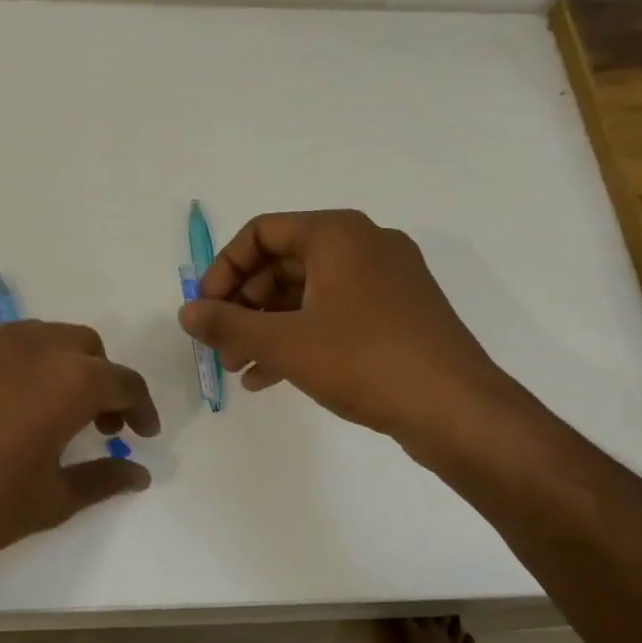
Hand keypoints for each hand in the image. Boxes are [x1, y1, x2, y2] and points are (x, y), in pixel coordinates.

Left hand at [0, 321, 160, 577]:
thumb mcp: (54, 500)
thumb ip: (104, 478)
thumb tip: (139, 473)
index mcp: (67, 379)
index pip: (122, 380)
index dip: (140, 407)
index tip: (141, 432)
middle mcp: (25, 347)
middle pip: (80, 344)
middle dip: (97, 376)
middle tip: (94, 421)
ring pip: (29, 338)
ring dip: (49, 366)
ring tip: (40, 409)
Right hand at [177, 209, 522, 463]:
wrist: (456, 410)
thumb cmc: (364, 360)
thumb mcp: (285, 342)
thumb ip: (228, 324)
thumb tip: (185, 312)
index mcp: (338, 234)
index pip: (261, 232)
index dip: (223, 269)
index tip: (205, 309)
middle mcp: (363, 246)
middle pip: (282, 263)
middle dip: (243, 305)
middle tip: (219, 345)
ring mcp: (384, 282)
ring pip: (306, 294)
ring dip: (266, 327)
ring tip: (237, 368)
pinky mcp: (396, 316)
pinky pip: (332, 315)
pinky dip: (298, 338)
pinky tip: (269, 377)